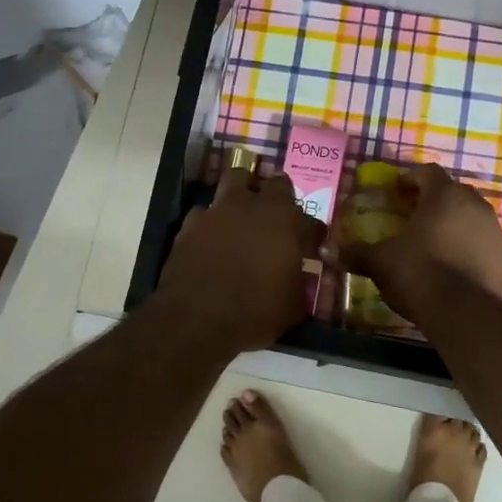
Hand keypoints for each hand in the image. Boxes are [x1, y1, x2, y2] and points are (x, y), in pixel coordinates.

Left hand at [155, 165, 325, 356]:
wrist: (196, 321)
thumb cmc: (254, 313)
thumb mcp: (292, 307)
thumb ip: (299, 283)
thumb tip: (299, 279)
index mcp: (286, 223)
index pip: (310, 220)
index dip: (311, 234)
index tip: (310, 246)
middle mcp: (254, 207)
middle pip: (275, 183)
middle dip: (281, 196)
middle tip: (280, 217)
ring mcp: (219, 211)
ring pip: (235, 180)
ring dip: (243, 192)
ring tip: (244, 212)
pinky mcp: (190, 223)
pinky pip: (204, 212)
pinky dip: (211, 221)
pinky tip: (211, 238)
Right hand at [341, 163, 501, 321]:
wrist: (463, 312)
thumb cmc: (418, 273)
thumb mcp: (381, 262)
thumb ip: (356, 253)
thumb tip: (327, 250)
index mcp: (444, 196)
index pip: (428, 172)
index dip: (410, 178)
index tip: (397, 190)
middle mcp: (474, 205)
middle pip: (452, 193)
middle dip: (434, 201)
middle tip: (414, 217)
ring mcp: (494, 231)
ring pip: (471, 218)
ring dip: (454, 225)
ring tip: (435, 243)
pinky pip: (483, 245)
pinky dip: (469, 249)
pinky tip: (454, 267)